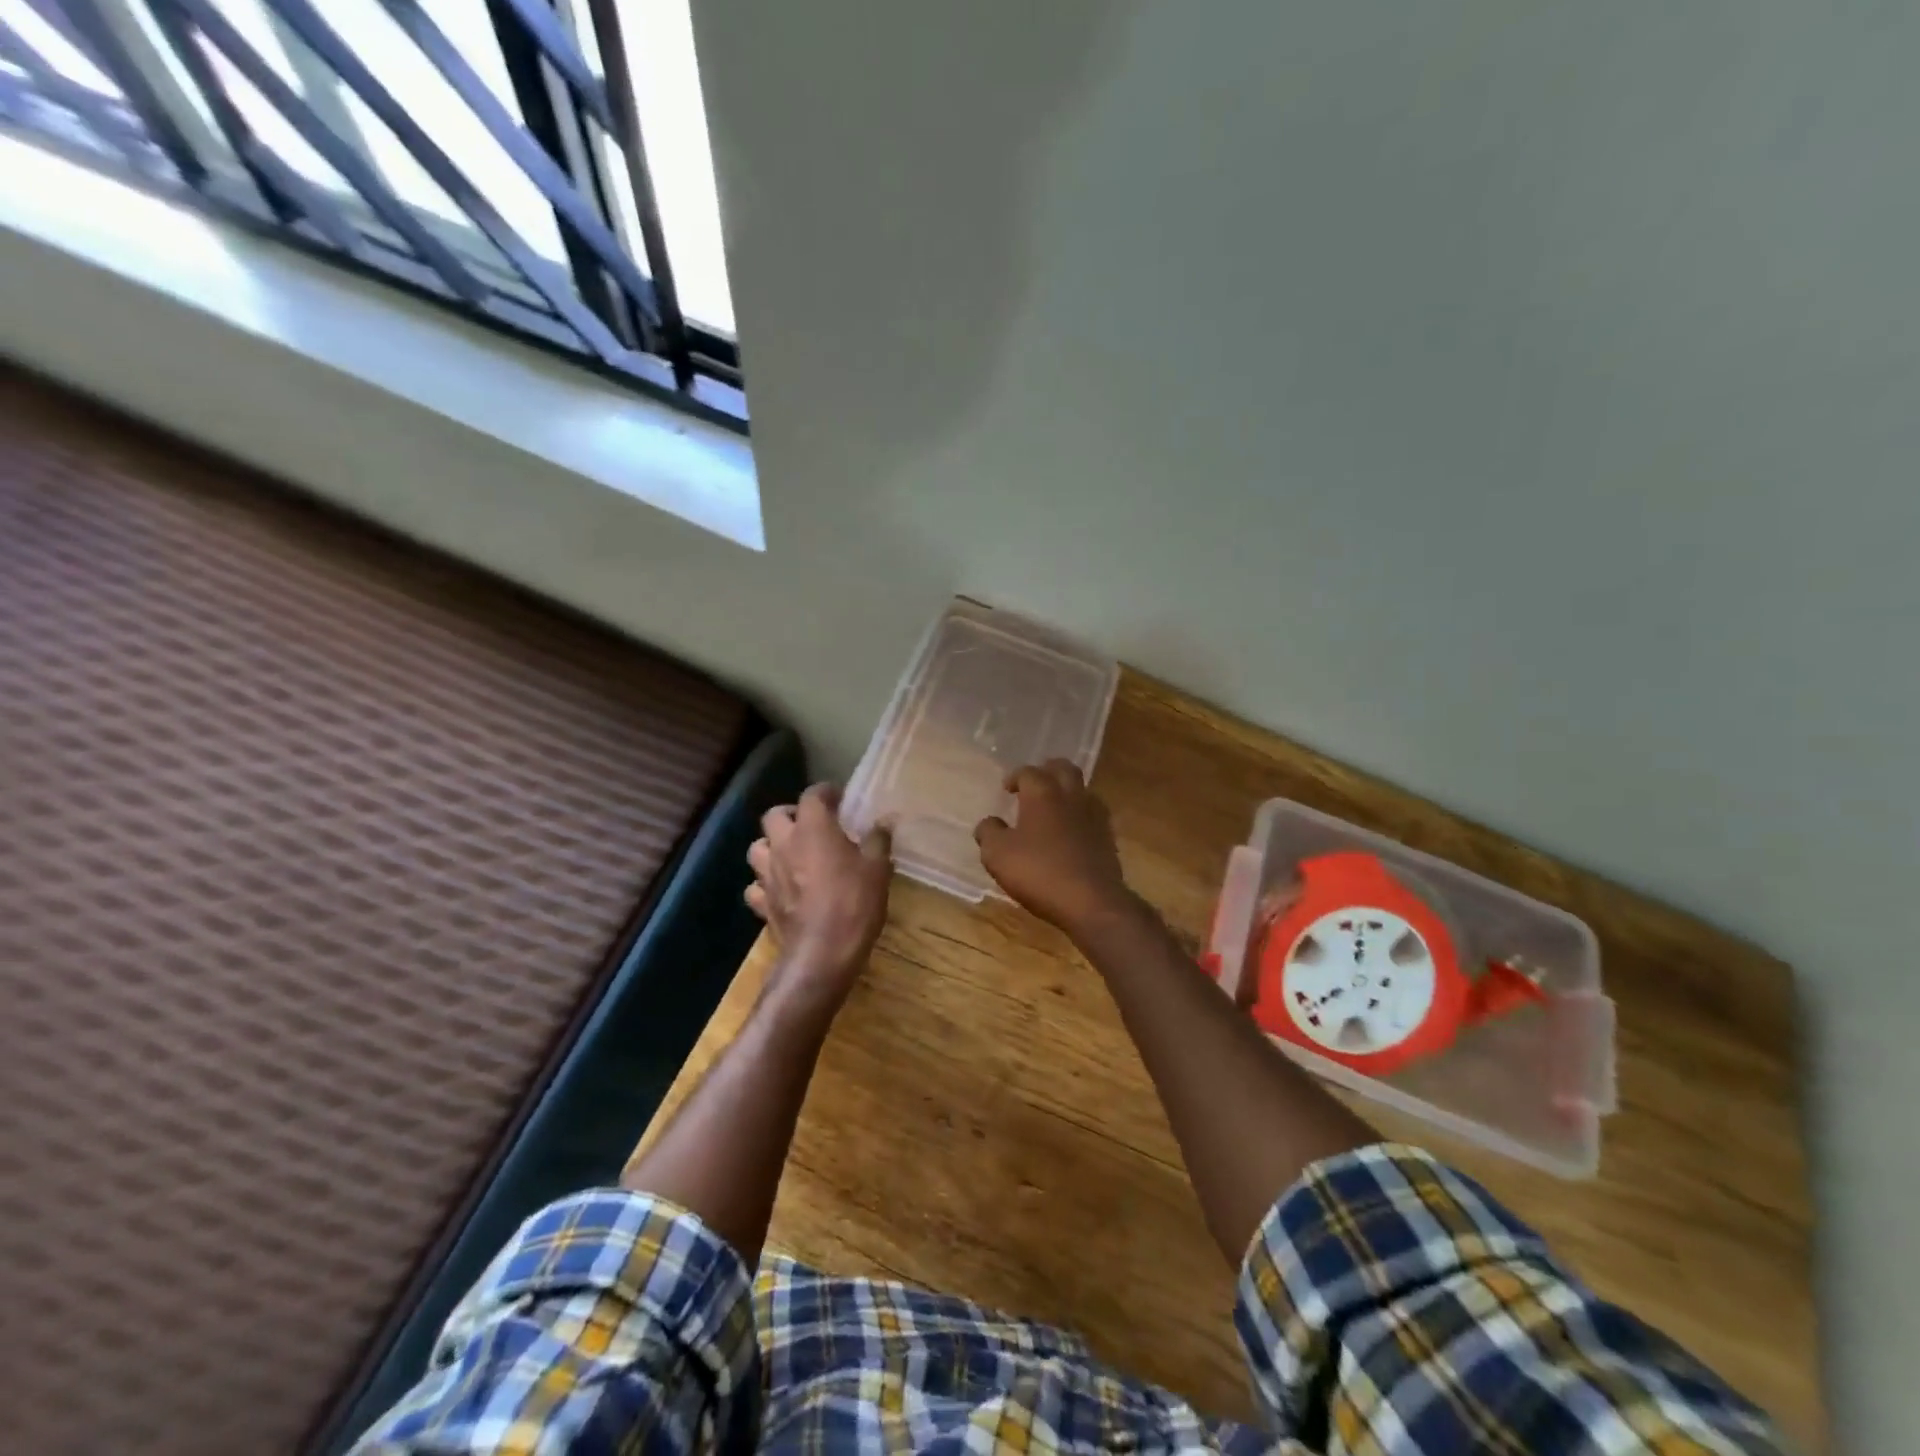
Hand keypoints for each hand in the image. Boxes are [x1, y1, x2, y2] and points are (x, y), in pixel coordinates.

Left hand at [747, 783, 892, 1002]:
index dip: (826, 792)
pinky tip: (780, 890)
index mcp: (813, 829)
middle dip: (792, 815)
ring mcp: (767, 874)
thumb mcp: (878, 869)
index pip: (813, 795)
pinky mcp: (761, 903)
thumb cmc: (854, 904)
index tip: (840, 799)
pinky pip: (756, 886)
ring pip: (757, 847)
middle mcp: (784, 844)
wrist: (822, 954)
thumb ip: (878, 840)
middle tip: (812, 825)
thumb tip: (884, 821)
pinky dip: (765, 884)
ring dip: (772, 846)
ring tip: (792, 854)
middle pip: (775, 815)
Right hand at [975, 761, 1134, 936]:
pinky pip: (1094, 815)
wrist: (1091, 901)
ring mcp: (1094, 816)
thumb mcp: (998, 855)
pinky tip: (1072, 831)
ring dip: (1068, 791)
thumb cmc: (1039, 872)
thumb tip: (989, 823)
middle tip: (1036, 782)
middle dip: (1048, 770)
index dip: (1016, 777)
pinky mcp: (1108, 838)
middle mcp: (1071, 796)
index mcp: (1042, 794)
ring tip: (1055, 806)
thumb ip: (989, 833)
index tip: (1007, 788)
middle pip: (1064, 769)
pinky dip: (1081, 815)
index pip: (1029, 772)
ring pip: (1083, 789)